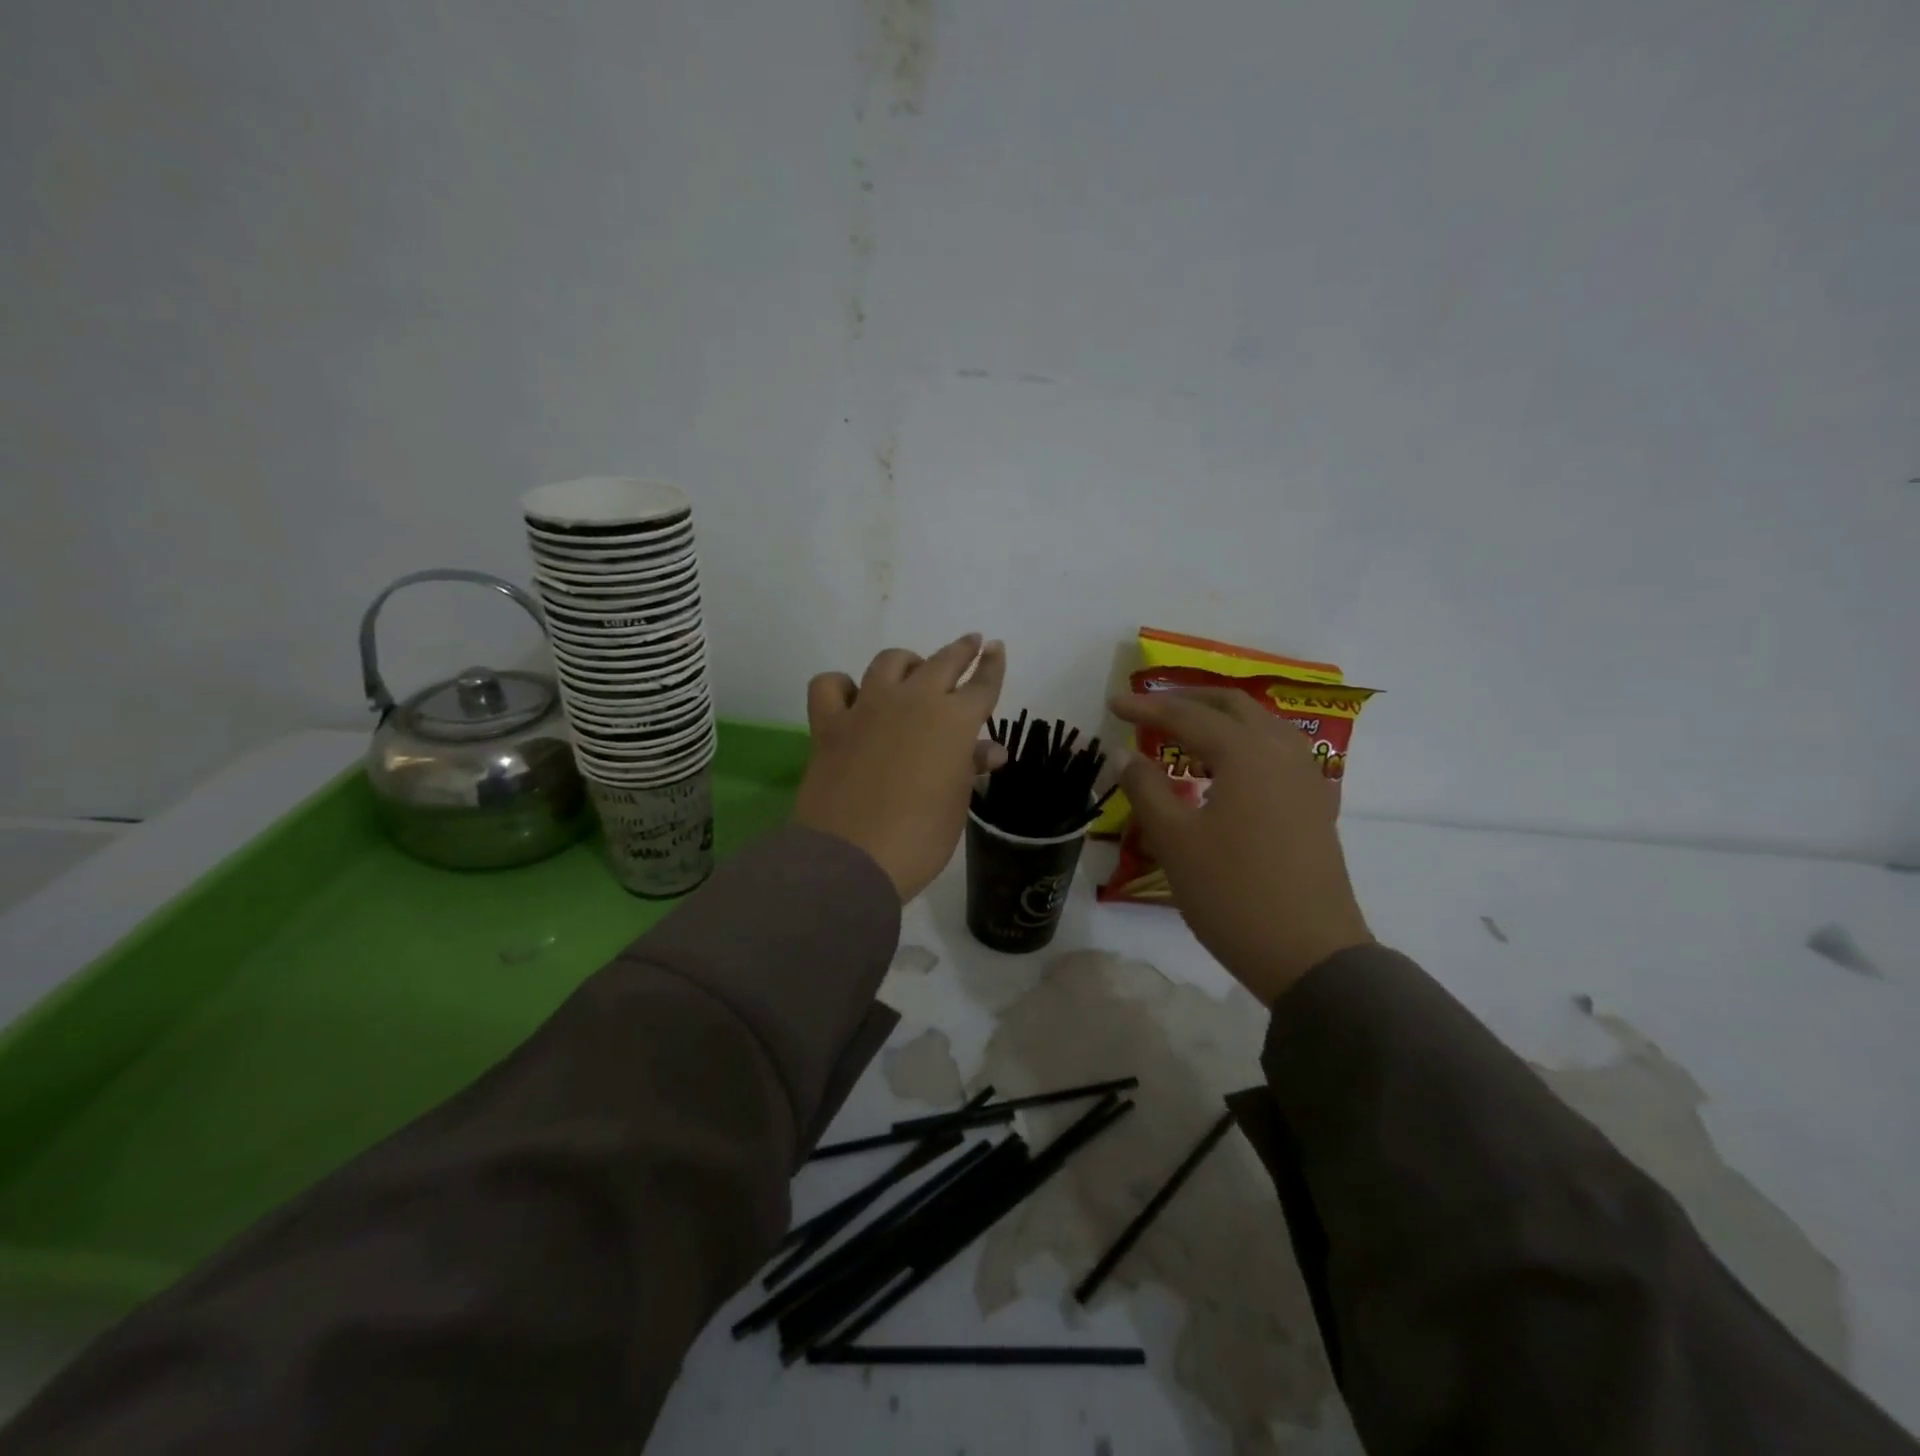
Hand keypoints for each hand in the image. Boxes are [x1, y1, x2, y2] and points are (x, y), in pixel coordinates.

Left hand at [794, 635, 1006, 900]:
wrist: (852, 858)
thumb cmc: (920, 838)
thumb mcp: (956, 803)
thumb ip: (970, 767)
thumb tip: (988, 750)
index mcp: (954, 721)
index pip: (982, 684)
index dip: (993, 666)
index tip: (997, 649)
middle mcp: (913, 701)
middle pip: (943, 661)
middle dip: (961, 651)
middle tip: (971, 644)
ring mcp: (867, 707)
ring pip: (889, 662)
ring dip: (907, 662)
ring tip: (912, 673)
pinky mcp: (829, 723)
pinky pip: (831, 685)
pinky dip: (842, 686)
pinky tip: (851, 699)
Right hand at [1111, 688, 1371, 1003]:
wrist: (1310, 955)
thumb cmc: (1232, 893)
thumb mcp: (1174, 841)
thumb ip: (1146, 788)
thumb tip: (1125, 754)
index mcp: (1246, 753)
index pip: (1188, 716)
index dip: (1146, 707)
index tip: (1112, 703)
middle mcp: (1282, 753)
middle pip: (1233, 707)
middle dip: (1189, 699)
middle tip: (1150, 707)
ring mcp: (1306, 779)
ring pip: (1262, 726)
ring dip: (1221, 719)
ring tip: (1186, 732)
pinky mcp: (1315, 806)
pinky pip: (1278, 753)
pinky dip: (1245, 744)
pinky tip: (1228, 770)